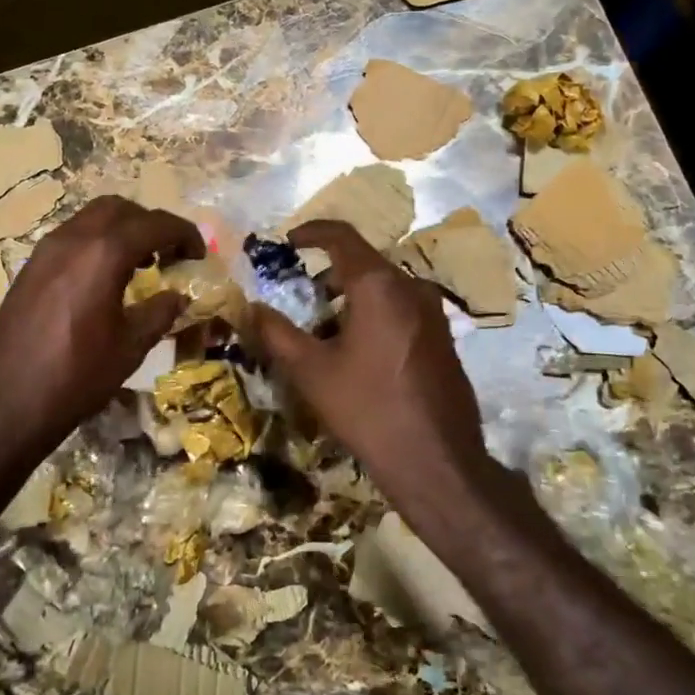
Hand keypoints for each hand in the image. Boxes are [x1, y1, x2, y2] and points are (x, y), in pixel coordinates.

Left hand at [0, 196, 201, 471]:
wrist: (1, 404)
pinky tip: (104, 281)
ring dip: (121, 231)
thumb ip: (159, 313)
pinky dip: (96, 244)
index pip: (155, 224)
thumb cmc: (75, 377)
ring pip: (91, 219)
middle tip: (168, 254)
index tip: (198, 255)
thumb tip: (178, 296)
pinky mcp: (29, 268)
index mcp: (104, 253)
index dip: (184, 233)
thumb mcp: (129, 348)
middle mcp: (73, 239)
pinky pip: (71, 238)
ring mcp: (45, 251)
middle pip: (119, 209)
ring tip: (140, 265)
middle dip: (150, 223)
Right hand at [251, 221, 494, 530]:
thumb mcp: (311, 371)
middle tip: (298, 295)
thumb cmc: (368, 409)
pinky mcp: (442, 337)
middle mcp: (410, 287)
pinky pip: (400, 308)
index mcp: (378, 285)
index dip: (311, 232)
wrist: (437, 462)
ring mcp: (432, 312)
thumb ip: (276, 333)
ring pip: (383, 287)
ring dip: (350, 296)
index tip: (287, 242)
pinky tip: (356, 351)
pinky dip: (373, 313)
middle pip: (363, 262)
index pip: (342, 236)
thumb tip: (251, 308)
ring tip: (322, 328)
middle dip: (327, 272)